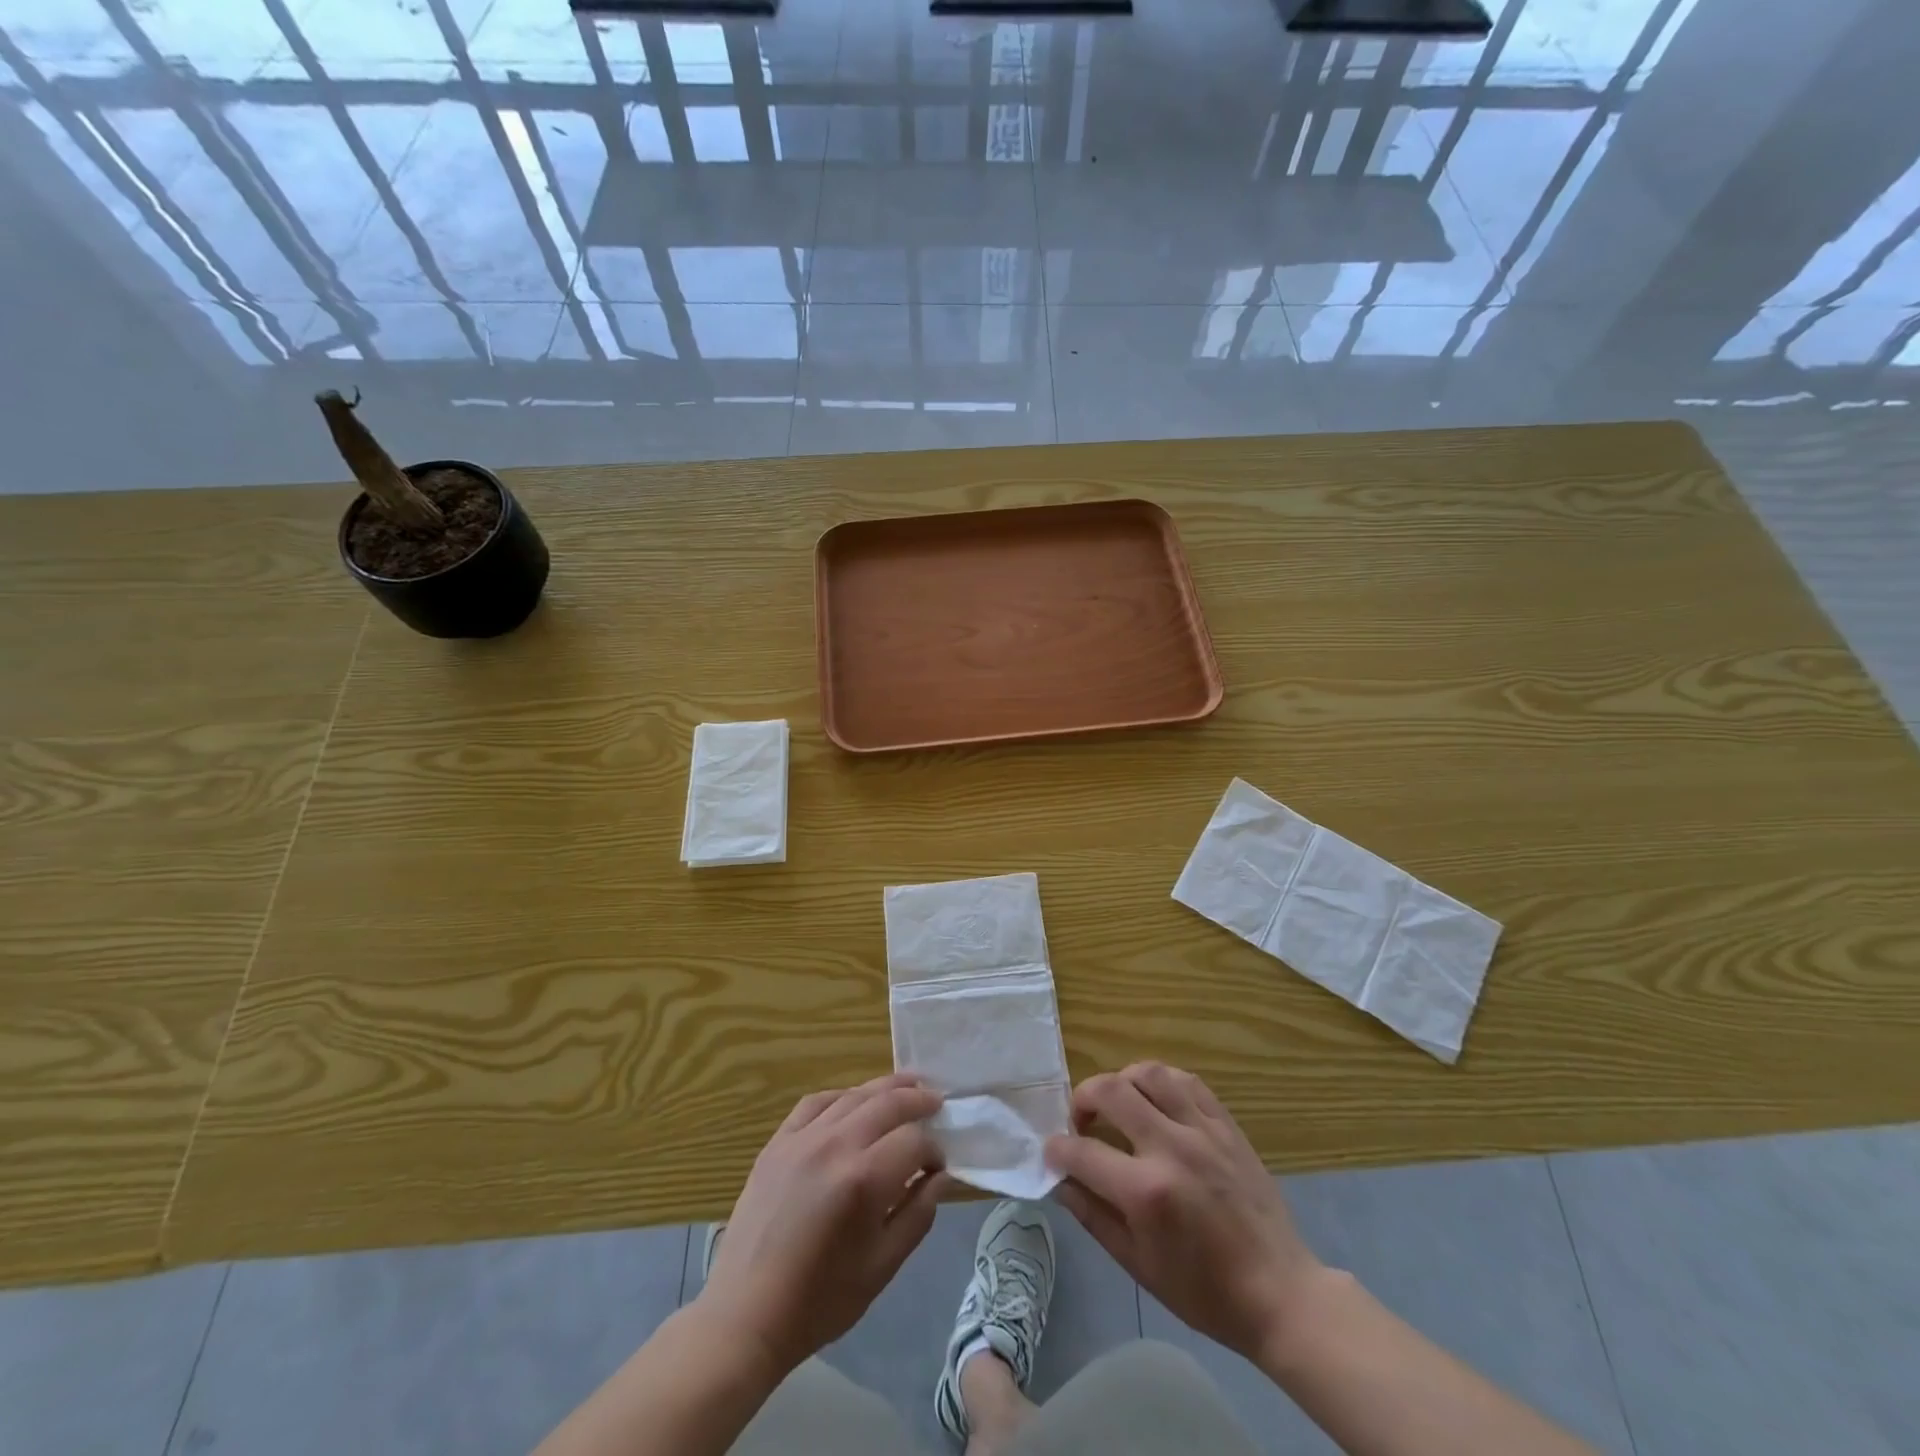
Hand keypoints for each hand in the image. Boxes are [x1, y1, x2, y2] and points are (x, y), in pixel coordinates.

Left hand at [698, 1073, 949, 1374]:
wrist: (746, 1314)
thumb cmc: (821, 1300)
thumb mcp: (883, 1267)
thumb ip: (919, 1214)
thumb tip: (941, 1176)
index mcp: (864, 1180)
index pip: (914, 1141)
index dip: (933, 1150)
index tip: (937, 1167)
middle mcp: (835, 1145)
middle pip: (887, 1103)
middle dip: (918, 1100)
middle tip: (936, 1102)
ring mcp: (802, 1139)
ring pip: (853, 1095)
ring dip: (885, 1088)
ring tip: (907, 1086)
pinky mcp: (777, 1143)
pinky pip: (815, 1103)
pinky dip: (841, 1096)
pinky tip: (852, 1102)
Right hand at [1046, 1062, 1325, 1362]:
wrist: (1279, 1293)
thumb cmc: (1205, 1292)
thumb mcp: (1138, 1265)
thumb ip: (1093, 1216)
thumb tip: (1060, 1180)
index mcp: (1146, 1192)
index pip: (1083, 1152)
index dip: (1058, 1149)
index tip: (1052, 1152)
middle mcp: (1171, 1148)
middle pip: (1111, 1091)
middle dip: (1082, 1099)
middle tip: (1080, 1121)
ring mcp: (1203, 1131)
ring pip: (1149, 1074)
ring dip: (1121, 1082)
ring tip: (1117, 1104)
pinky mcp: (1226, 1125)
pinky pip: (1187, 1081)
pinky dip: (1161, 1082)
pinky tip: (1154, 1100)